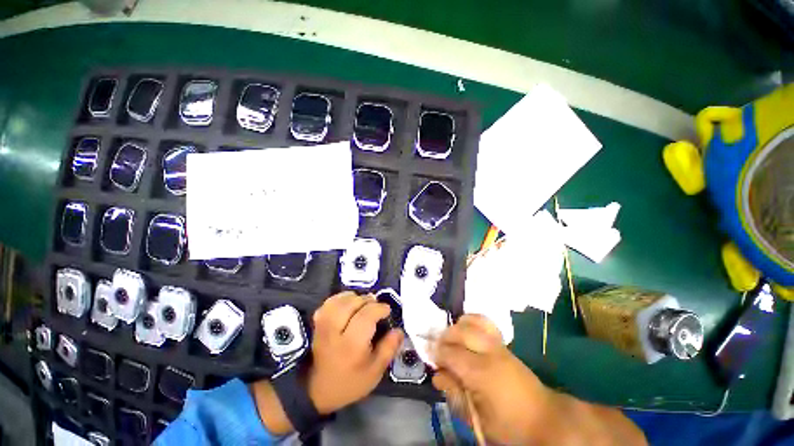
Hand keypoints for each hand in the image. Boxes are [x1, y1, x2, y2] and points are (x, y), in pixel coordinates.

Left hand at [307, 291, 402, 413]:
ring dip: (355, 297)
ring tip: (363, 304)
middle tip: (376, 307)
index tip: (387, 310)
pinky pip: (329, 302)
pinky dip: (341, 298)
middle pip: (353, 303)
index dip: (380, 308)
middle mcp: (336, 330)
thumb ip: (389, 348)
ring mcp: (324, 325)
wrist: (317, 390)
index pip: (367, 315)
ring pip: (341, 300)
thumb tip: (399, 330)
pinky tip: (348, 303)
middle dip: (368, 301)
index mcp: (352, 344)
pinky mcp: (317, 322)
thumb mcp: (375, 371)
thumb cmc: (350, 381)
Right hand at [432, 315, 552, 444]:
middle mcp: (489, 352)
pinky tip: (467, 331)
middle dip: (445, 337)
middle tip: (440, 350)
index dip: (437, 353)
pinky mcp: (504, 344)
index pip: (450, 353)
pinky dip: (472, 322)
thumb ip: (455, 395)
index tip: (432, 359)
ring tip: (452, 340)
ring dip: (457, 327)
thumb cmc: (509, 425)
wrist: (544, 418)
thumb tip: (437, 375)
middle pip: (460, 332)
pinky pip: (485, 323)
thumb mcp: (478, 419)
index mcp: (481, 373)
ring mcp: (498, 345)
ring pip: (472, 322)